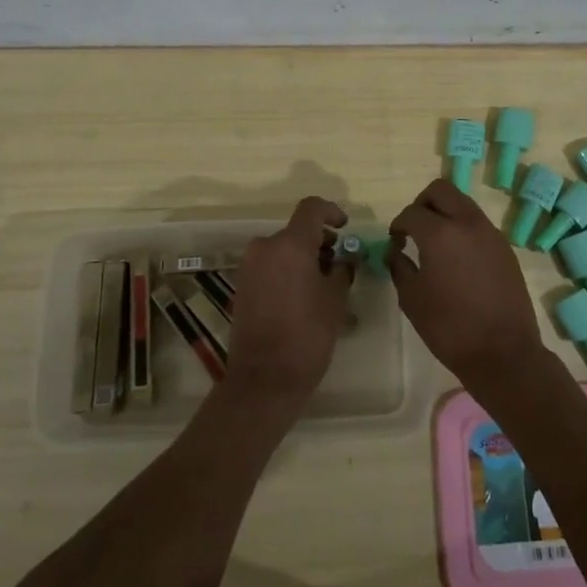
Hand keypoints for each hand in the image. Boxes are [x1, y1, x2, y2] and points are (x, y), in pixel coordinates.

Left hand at [222, 196, 352, 415]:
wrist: (265, 378)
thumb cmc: (307, 335)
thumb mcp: (335, 299)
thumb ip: (342, 269)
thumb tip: (345, 257)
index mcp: (290, 244)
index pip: (311, 208)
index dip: (331, 212)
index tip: (345, 228)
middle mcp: (265, 247)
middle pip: (297, 231)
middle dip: (320, 241)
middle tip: (340, 262)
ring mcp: (249, 266)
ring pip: (283, 249)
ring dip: (304, 257)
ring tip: (325, 284)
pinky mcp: (242, 285)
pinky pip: (270, 266)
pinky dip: (288, 271)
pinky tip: (304, 296)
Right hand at [388, 179, 549, 392]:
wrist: (503, 352)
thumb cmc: (449, 327)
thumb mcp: (412, 299)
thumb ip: (399, 267)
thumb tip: (395, 251)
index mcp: (440, 233)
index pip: (412, 212)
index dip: (398, 224)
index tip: (395, 241)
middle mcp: (467, 223)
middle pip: (441, 190)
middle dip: (422, 203)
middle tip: (414, 229)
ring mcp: (490, 233)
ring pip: (463, 203)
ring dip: (445, 213)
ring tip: (436, 244)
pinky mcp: (505, 248)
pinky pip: (478, 224)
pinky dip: (463, 229)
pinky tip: (458, 259)